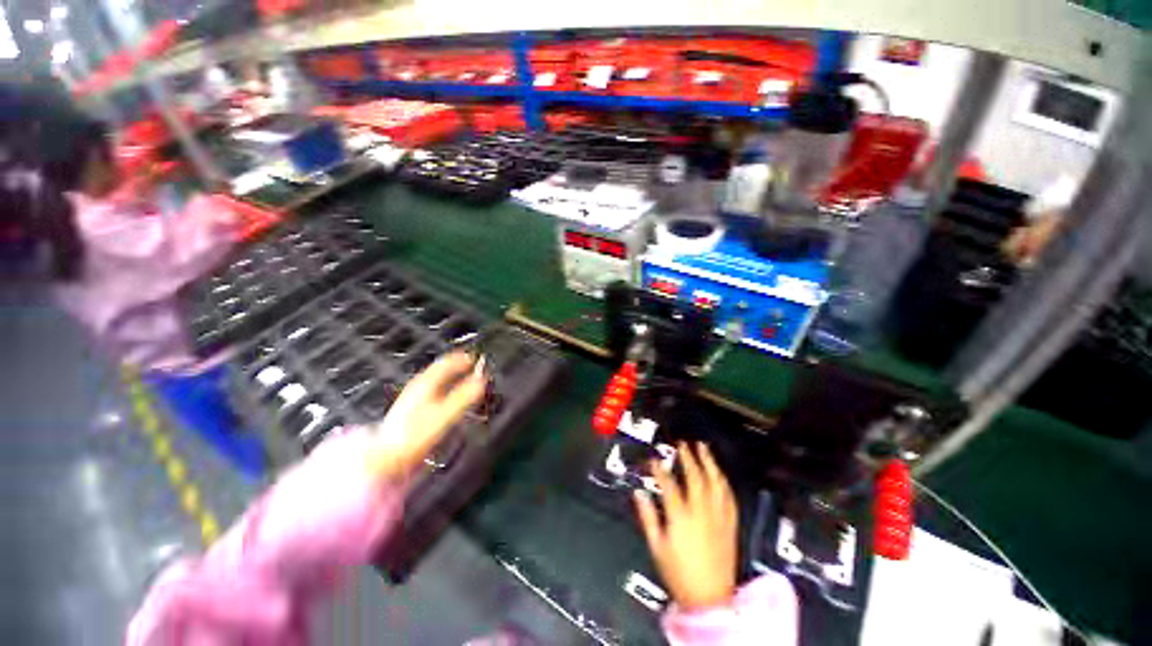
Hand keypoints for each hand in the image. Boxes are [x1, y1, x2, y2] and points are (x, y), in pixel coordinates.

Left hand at [365, 352, 485, 478]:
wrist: (387, 456)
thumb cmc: (416, 434)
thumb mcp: (445, 414)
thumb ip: (465, 395)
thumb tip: (482, 380)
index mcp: (427, 382)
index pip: (447, 362)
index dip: (463, 359)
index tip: (476, 359)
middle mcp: (419, 385)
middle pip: (442, 369)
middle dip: (459, 368)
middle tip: (474, 370)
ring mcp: (413, 396)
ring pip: (437, 380)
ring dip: (452, 378)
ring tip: (465, 382)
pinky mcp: (411, 408)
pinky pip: (433, 390)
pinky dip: (445, 389)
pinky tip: (448, 399)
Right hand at [635, 442, 738, 611]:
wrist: (710, 598)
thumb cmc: (679, 573)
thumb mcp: (657, 546)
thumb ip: (648, 517)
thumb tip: (639, 494)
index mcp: (681, 517)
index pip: (669, 485)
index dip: (659, 469)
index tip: (654, 459)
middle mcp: (701, 512)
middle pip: (695, 477)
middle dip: (688, 458)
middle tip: (682, 444)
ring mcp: (718, 517)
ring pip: (715, 483)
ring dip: (709, 463)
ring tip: (703, 447)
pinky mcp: (730, 524)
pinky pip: (729, 497)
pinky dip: (723, 482)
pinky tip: (719, 473)